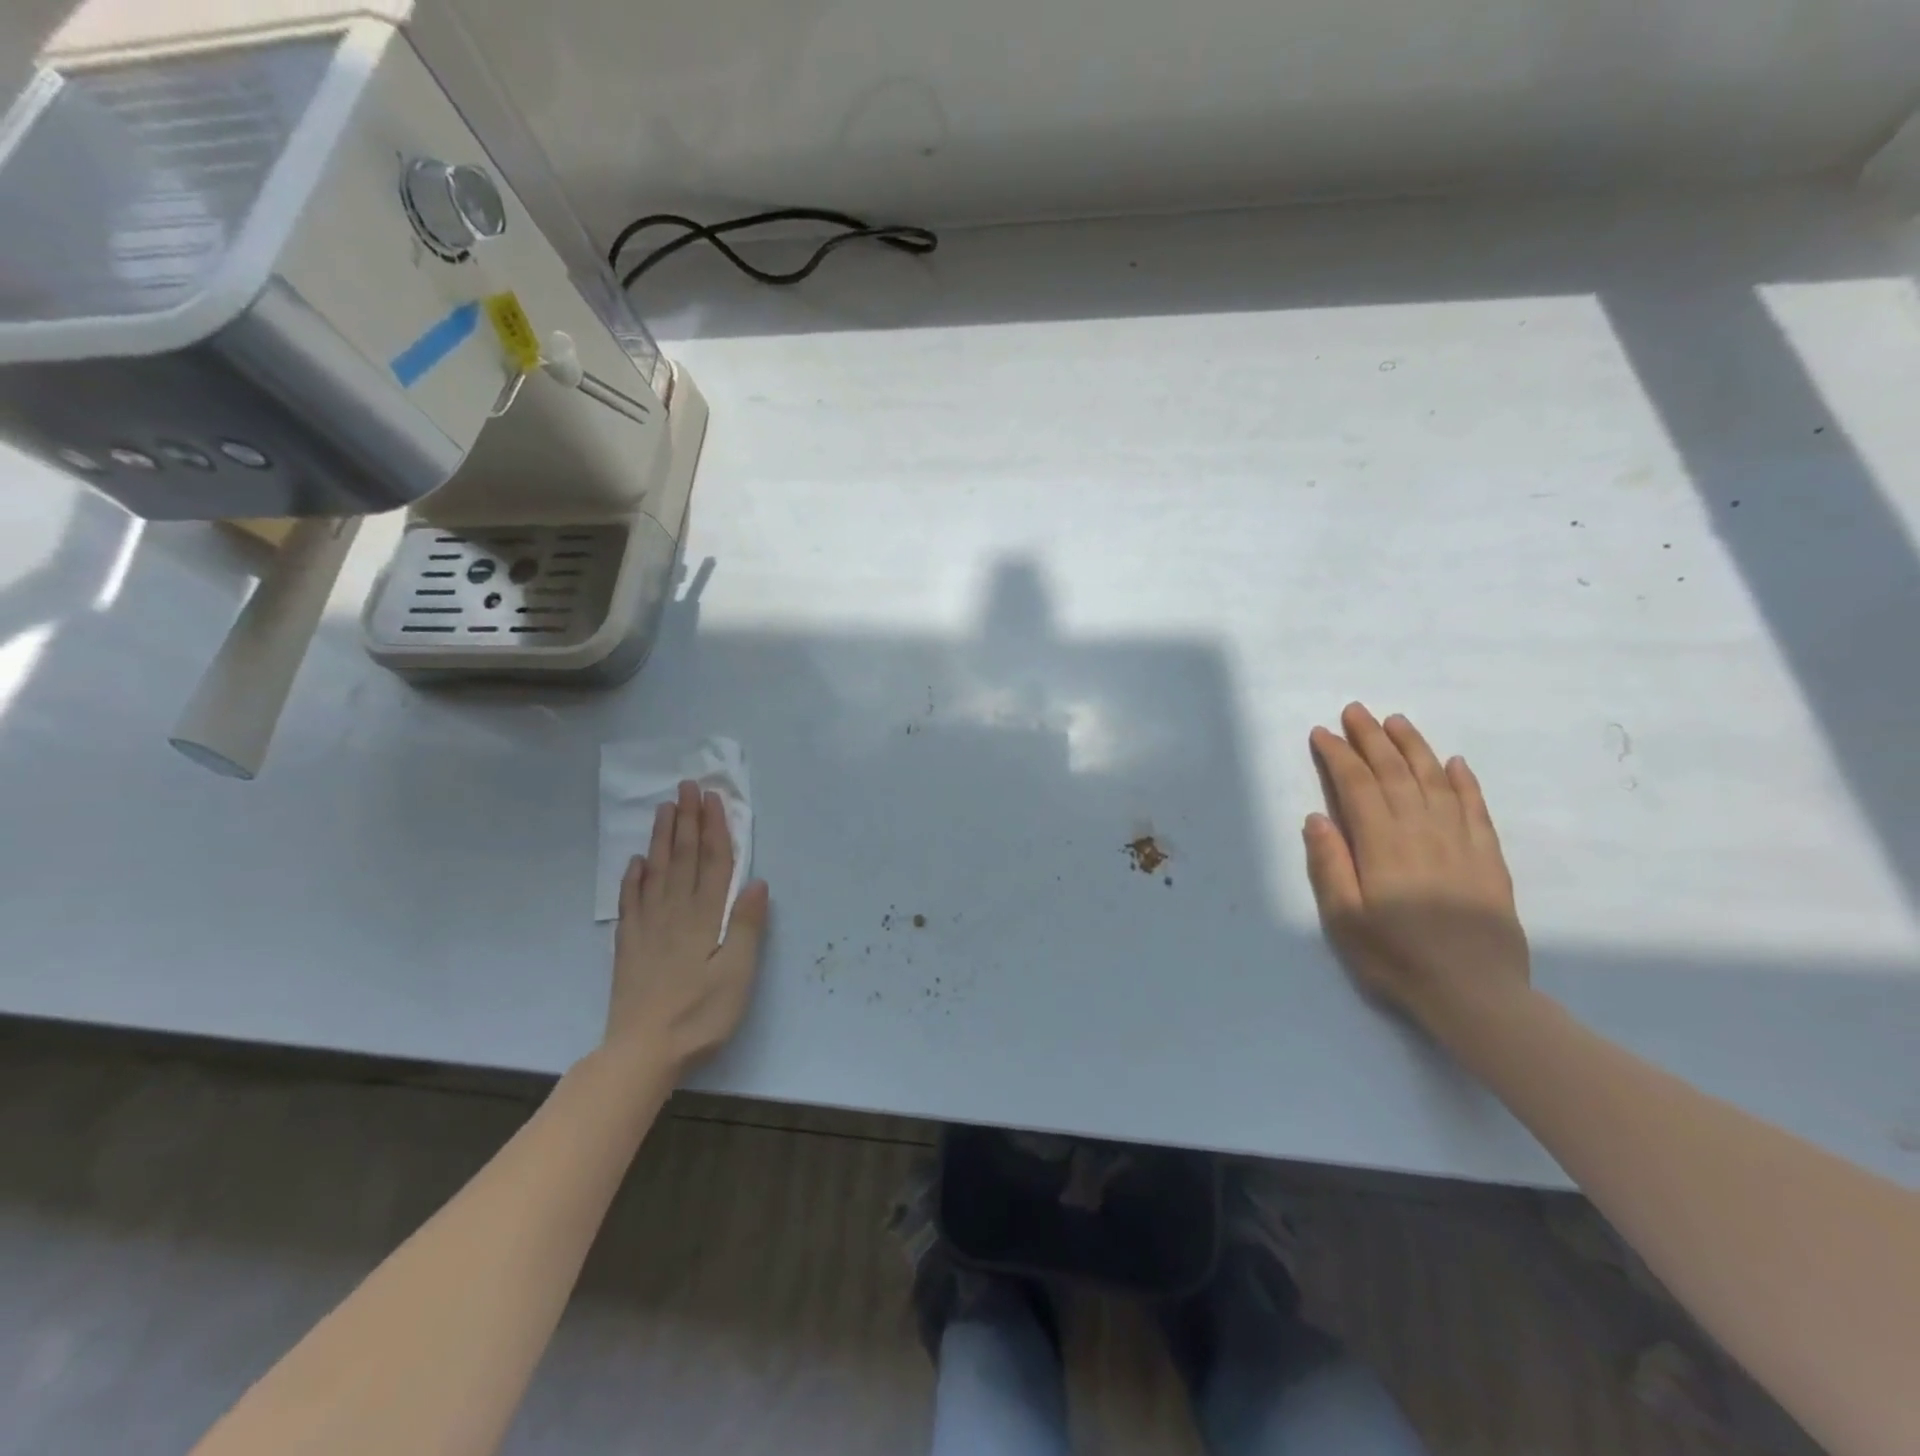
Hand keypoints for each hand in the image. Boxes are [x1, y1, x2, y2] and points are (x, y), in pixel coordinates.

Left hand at [608, 780, 770, 1075]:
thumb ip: (747, 926)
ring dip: (662, 838)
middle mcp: (675, 913)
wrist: (642, 1053)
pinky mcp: (628, 945)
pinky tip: (635, 862)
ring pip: (656, 872)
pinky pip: (630, 902)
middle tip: (687, 786)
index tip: (713, 798)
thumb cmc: (700, 1015)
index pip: (712, 863)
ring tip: (665, 809)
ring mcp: (648, 927)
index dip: (714, 829)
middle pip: (683, 858)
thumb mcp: (737, 975)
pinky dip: (633, 878)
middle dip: (687, 820)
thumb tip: (757, 881)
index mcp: (705, 919)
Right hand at [1304, 704, 1529, 1040]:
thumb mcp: (1344, 919)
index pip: (1356, 785)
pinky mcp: (1488, 858)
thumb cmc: (1396, 958)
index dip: (1338, 755)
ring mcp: (1460, 842)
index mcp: (1382, 844)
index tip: (1322, 733)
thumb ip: (1330, 865)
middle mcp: (1421, 831)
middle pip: (1394, 773)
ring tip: (1397, 722)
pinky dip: (1464, 781)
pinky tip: (1454, 763)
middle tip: (1355, 711)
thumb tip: (1317, 818)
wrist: (1475, 994)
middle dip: (1371, 738)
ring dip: (1414, 747)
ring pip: (1435, 780)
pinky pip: (1475, 808)